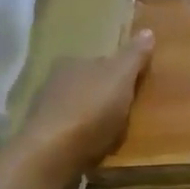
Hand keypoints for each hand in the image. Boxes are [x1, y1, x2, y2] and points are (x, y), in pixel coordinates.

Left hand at [7, 30, 154, 188]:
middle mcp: (53, 83)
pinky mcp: (42, 143)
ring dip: (93, 121)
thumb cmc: (90, 110)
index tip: (135, 87)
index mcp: (71, 63)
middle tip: (128, 112)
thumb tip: (147, 31)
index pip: (100, 61)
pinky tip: (96, 151)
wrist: (51, 157)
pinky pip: (71, 137)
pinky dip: (83, 141)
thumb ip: (134, 56)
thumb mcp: (121, 77)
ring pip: (79, 112)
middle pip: (89, 86)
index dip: (119, 72)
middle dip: (105, 97)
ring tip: (115, 135)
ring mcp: (45, 114)